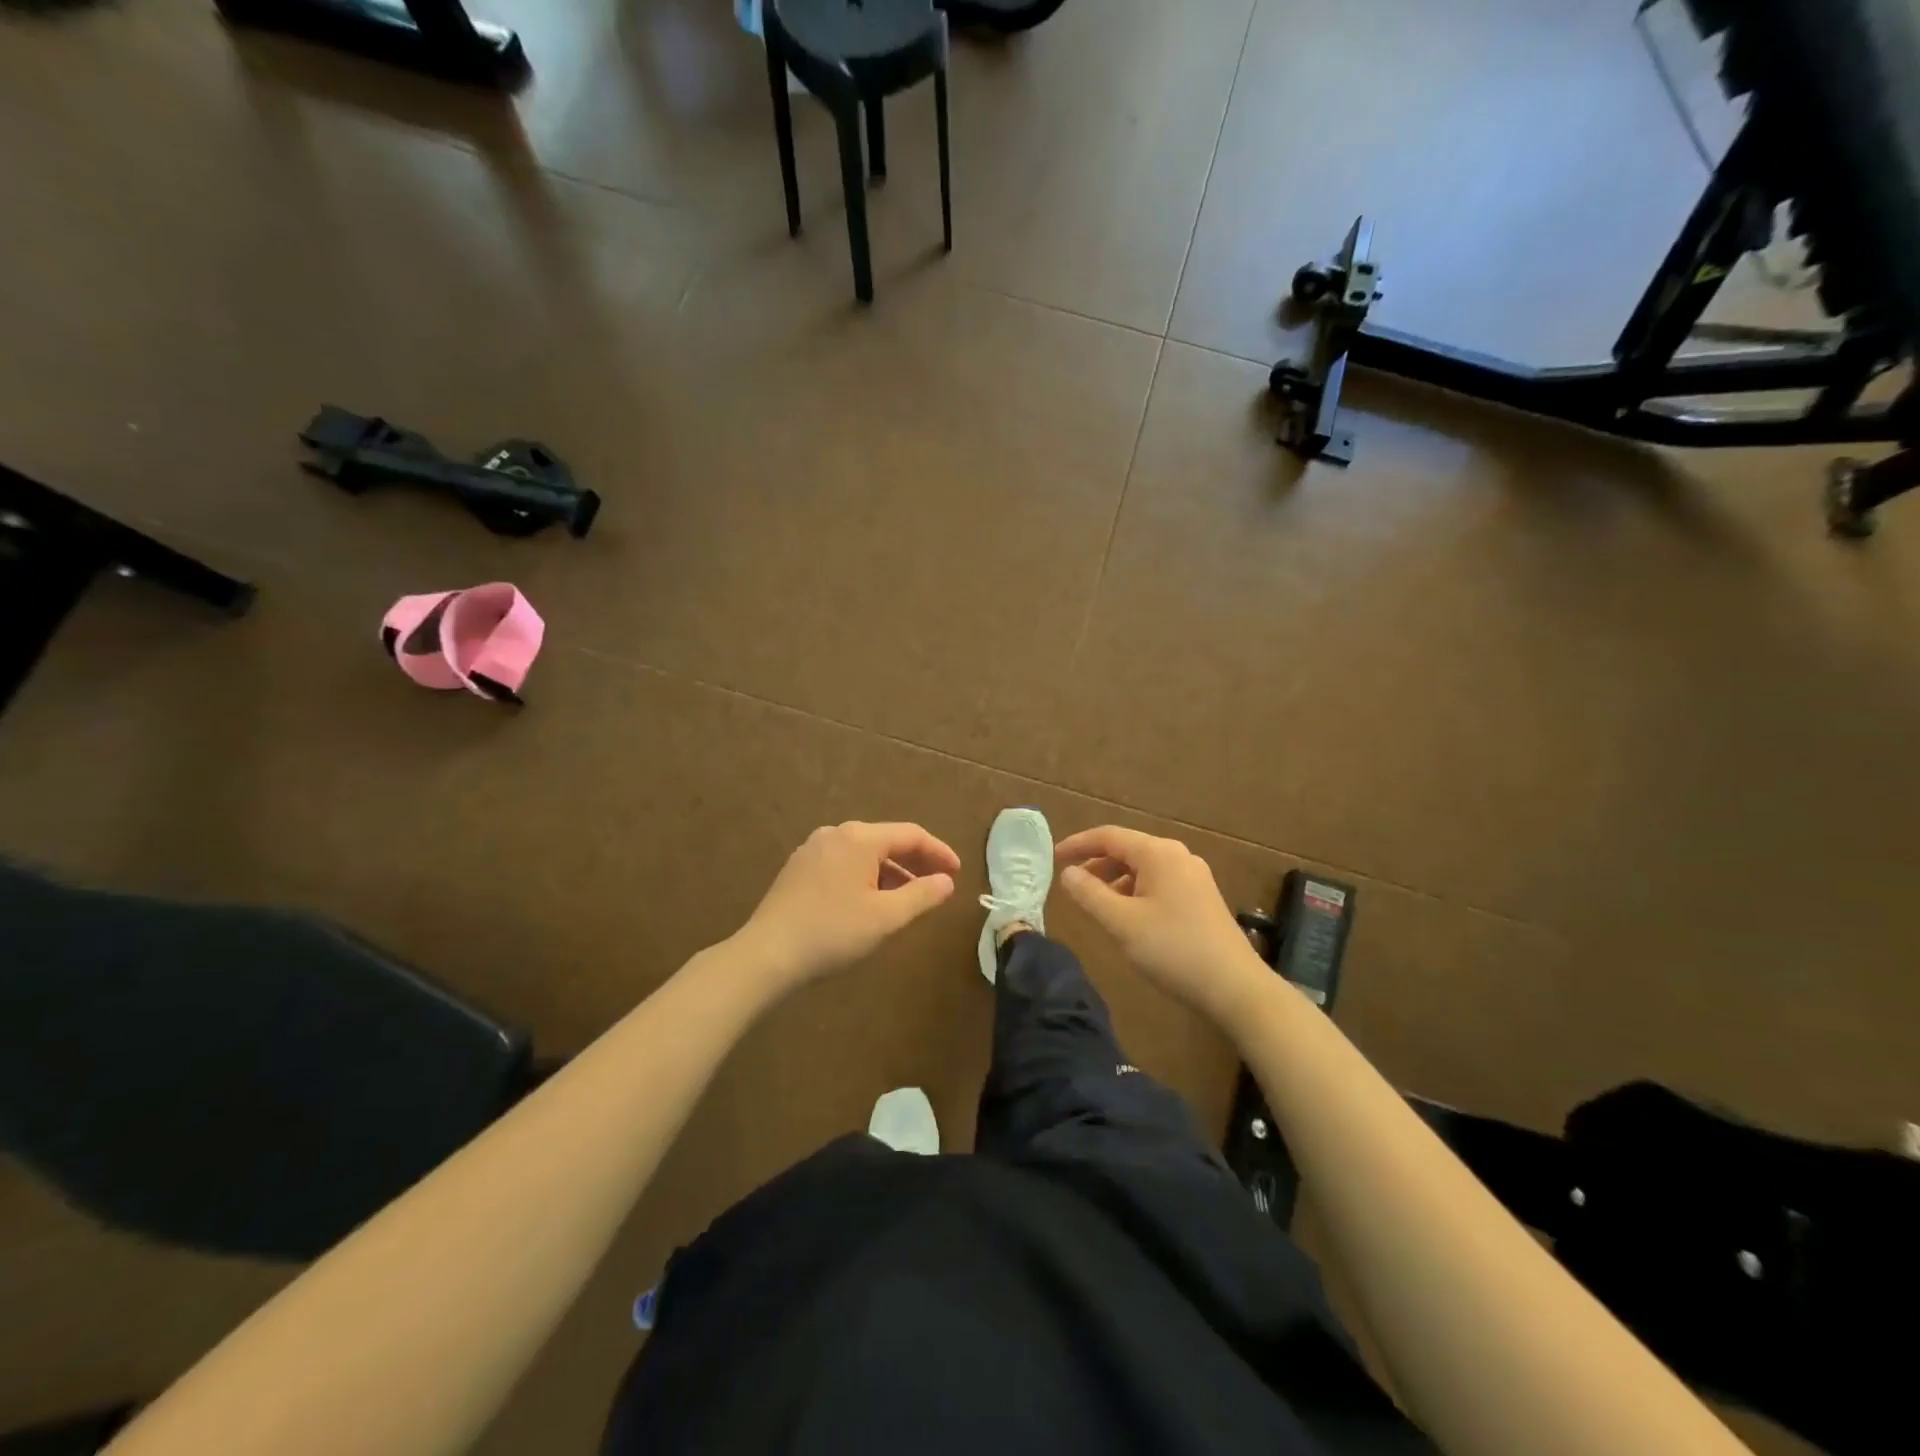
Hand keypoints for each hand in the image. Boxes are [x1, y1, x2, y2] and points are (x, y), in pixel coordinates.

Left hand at [737, 821, 959, 989]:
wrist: (766, 955)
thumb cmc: (832, 933)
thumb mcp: (885, 917)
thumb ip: (921, 895)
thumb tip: (946, 881)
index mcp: (859, 838)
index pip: (911, 835)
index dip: (939, 851)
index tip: (957, 873)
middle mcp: (835, 834)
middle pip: (887, 840)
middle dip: (916, 862)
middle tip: (939, 884)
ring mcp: (813, 850)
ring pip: (864, 854)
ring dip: (891, 872)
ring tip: (909, 898)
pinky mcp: (799, 869)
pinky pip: (844, 864)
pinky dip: (866, 877)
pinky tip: (871, 901)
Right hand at [1055, 826, 1266, 1022]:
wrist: (1235, 987)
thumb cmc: (1173, 949)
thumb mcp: (1121, 923)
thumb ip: (1089, 894)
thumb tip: (1068, 872)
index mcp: (1158, 853)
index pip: (1109, 836)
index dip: (1078, 844)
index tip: (1054, 858)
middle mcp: (1178, 856)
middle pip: (1127, 849)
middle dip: (1096, 863)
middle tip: (1071, 884)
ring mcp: (1194, 876)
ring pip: (1143, 868)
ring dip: (1115, 880)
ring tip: (1096, 904)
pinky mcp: (1202, 897)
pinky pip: (1159, 883)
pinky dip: (1135, 891)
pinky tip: (1128, 917)